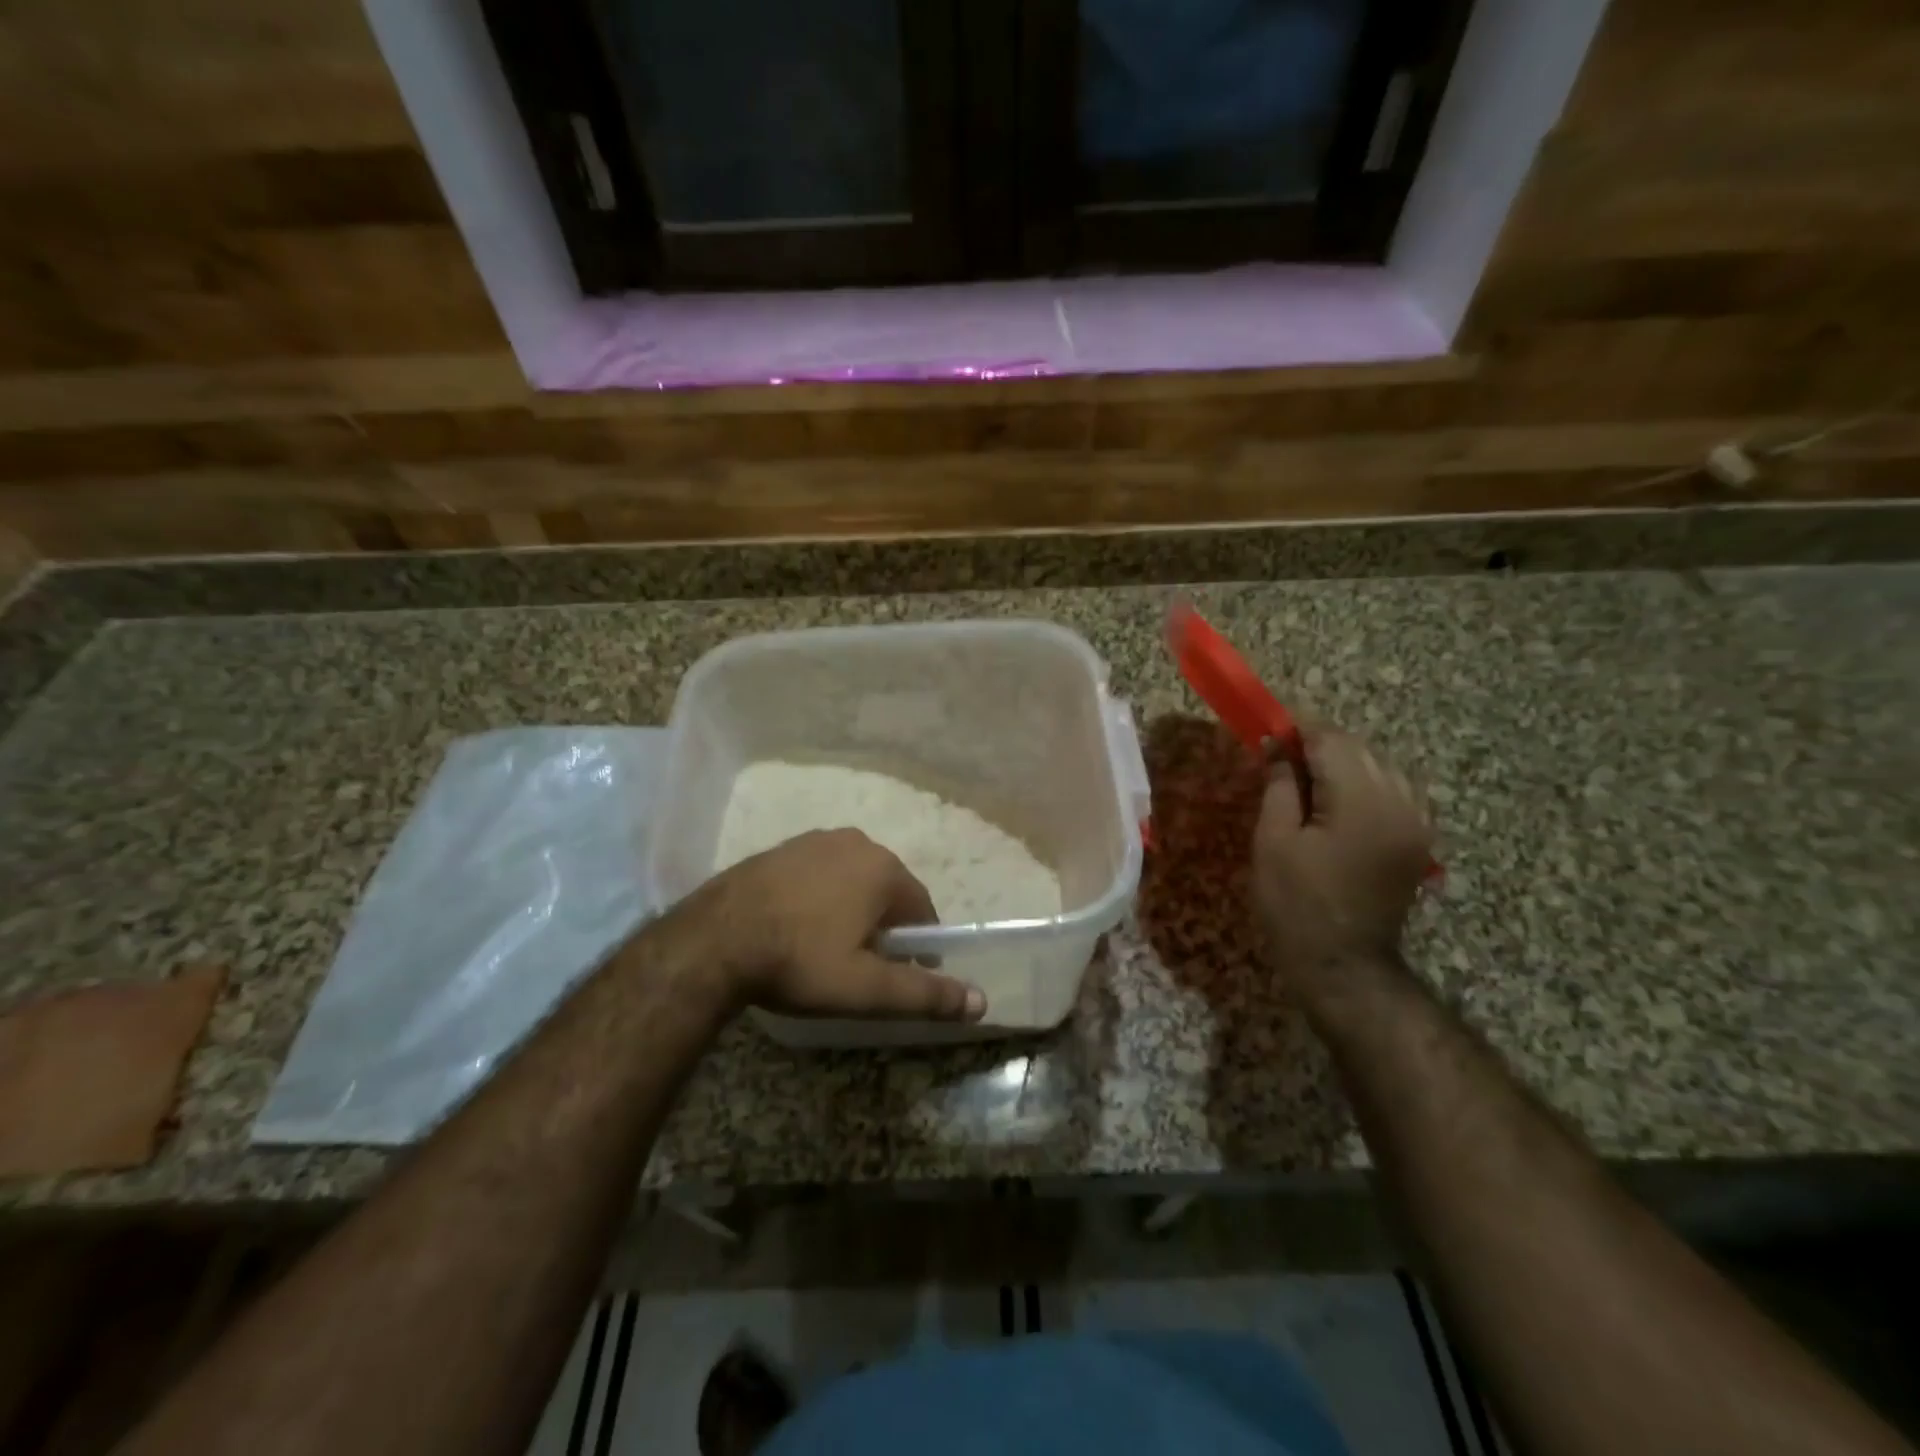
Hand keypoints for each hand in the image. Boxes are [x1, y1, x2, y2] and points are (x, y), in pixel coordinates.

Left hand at [703, 829, 985, 1021]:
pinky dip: (820, 896)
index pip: (922, 909)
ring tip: (828, 949)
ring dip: (851, 909)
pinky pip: (818, 873)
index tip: (903, 974)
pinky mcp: (781, 847)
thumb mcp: (865, 989)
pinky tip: (798, 926)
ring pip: (852, 879)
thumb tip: (980, 1001)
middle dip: (884, 925)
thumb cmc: (799, 962)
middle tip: (862, 966)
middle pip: (886, 891)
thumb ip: (924, 994)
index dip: (918, 945)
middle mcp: (855, 842)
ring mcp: (814, 840)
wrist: (713, 940)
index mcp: (883, 869)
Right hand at [1252, 724, 1432, 991]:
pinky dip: (1364, 785)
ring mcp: (1416, 821)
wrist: (1343, 964)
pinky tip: (1338, 802)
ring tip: (1306, 782)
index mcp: (1361, 800)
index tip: (1268, 734)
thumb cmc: (1295, 903)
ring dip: (1342, 764)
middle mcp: (1400, 801)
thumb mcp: (1273, 840)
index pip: (1331, 740)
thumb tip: (1277, 746)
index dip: (1297, 730)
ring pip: (1378, 766)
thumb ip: (1279, 784)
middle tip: (1279, 759)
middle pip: (1358, 748)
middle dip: (1319, 746)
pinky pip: (1393, 791)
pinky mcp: (1418, 838)